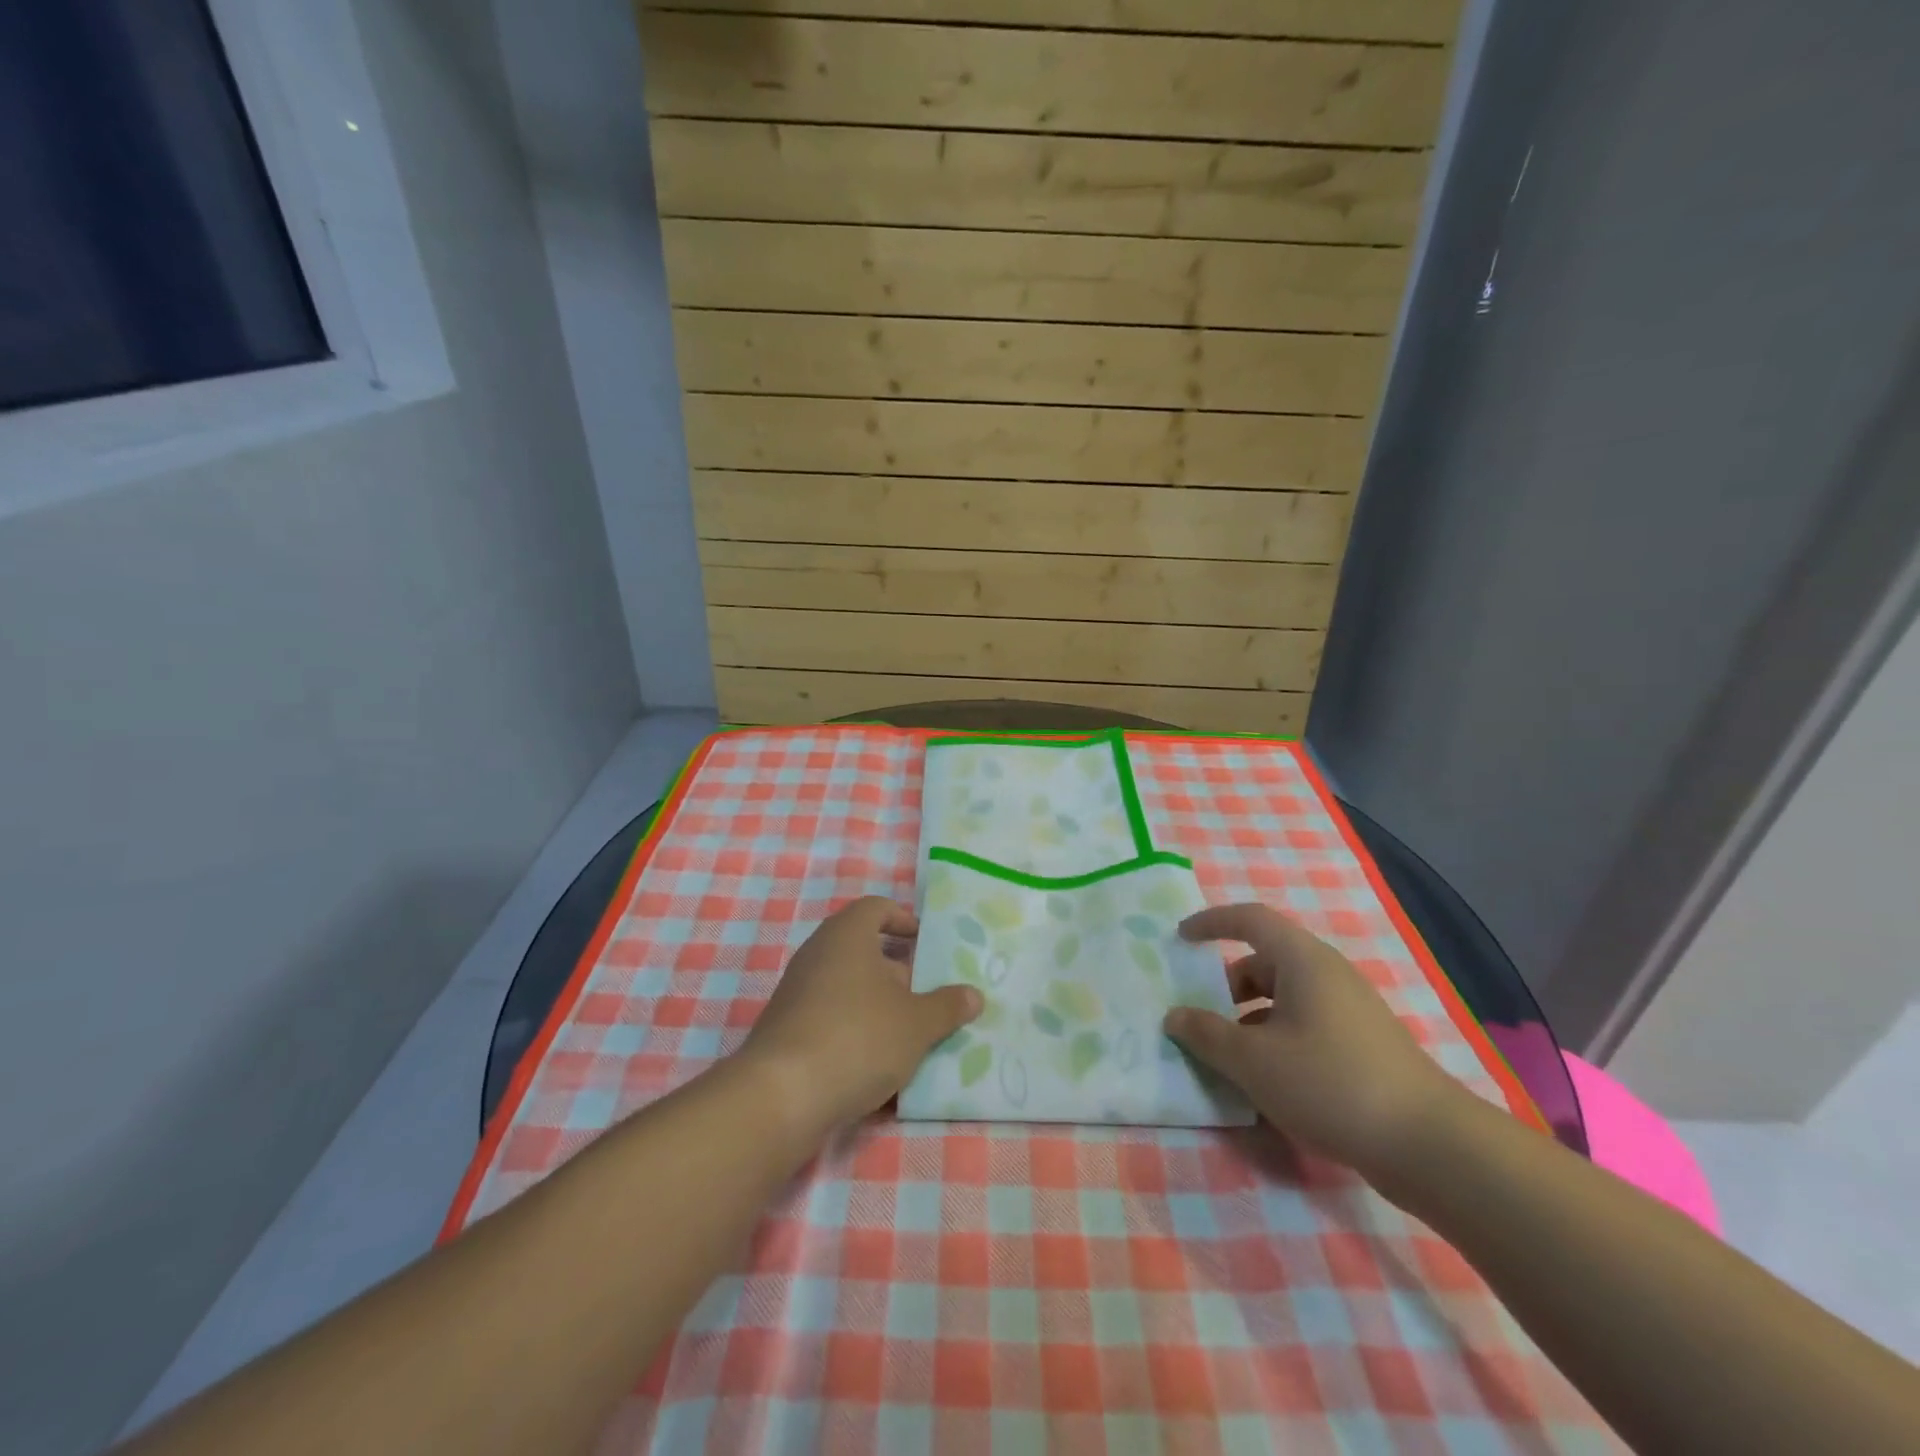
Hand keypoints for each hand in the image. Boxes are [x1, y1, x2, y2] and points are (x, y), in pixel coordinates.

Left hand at [741, 897, 981, 1141]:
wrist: (781, 1095)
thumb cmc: (858, 1038)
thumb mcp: (917, 1024)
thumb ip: (947, 1007)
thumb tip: (973, 995)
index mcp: (847, 935)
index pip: (875, 908)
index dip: (902, 919)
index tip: (923, 940)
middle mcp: (817, 953)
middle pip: (861, 947)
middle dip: (895, 969)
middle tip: (924, 992)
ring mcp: (796, 991)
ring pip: (846, 985)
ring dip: (876, 1003)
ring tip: (907, 1032)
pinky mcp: (785, 1028)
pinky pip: (828, 1016)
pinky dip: (853, 1028)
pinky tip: (874, 1063)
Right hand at [1164, 903, 1465, 1183]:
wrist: (1430, 1146)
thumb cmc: (1330, 1083)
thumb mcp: (1253, 1061)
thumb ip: (1206, 1034)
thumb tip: (1175, 1016)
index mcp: (1303, 961)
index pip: (1250, 919)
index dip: (1211, 922)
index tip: (1181, 938)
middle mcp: (1329, 975)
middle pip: (1265, 962)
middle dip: (1227, 986)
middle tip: (1202, 1018)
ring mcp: (1351, 1010)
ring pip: (1286, 999)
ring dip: (1250, 1019)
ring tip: (1230, 1059)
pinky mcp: (1365, 1045)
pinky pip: (1306, 1025)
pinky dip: (1277, 1040)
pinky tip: (1269, 1083)